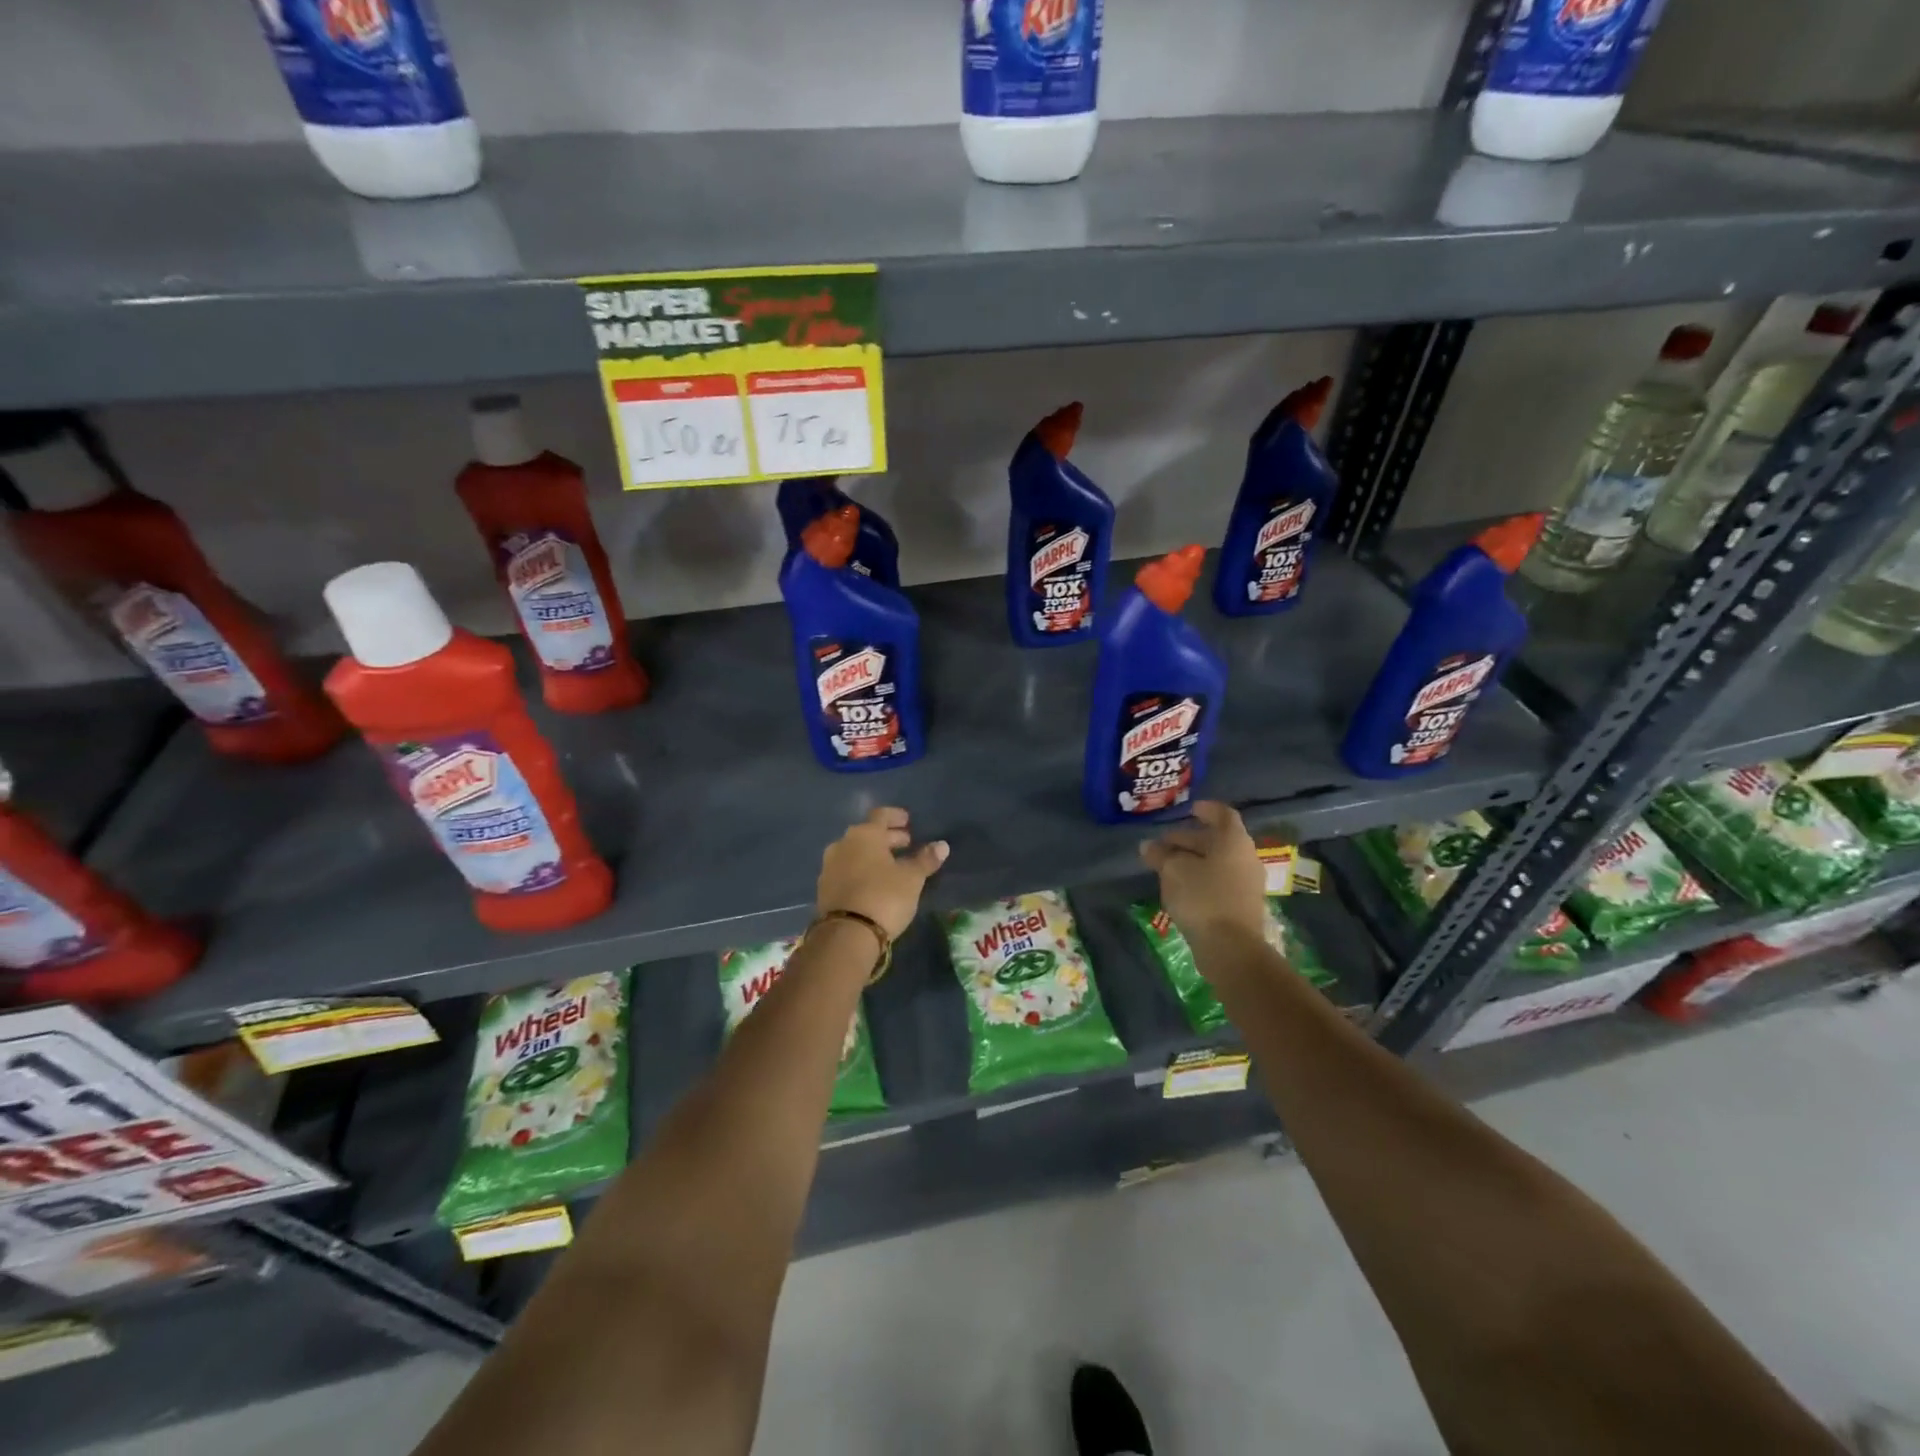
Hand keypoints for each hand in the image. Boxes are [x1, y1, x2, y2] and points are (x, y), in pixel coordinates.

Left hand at [816, 807, 948, 939]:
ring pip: (856, 852)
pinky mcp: (824, 888)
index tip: (908, 821)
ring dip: (874, 855)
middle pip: (868, 834)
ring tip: (893, 865)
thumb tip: (942, 845)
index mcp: (864, 835)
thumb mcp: (912, 878)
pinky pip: (847, 870)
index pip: (881, 815)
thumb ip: (925, 859)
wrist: (846, 934)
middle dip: (888, 838)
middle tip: (906, 844)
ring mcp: (830, 866)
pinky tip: (874, 882)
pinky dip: (862, 870)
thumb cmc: (884, 897)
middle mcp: (842, 844)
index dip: (896, 816)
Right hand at [1140, 801, 1269, 943]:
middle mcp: (1245, 857)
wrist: (1231, 948)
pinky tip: (1180, 887)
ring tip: (1166, 867)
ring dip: (1193, 861)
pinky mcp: (1241, 905)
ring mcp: (1246, 883)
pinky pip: (1219, 881)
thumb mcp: (1173, 870)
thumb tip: (1149, 846)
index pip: (1223, 815)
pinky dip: (1200, 878)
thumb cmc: (1202, 897)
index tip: (1190, 809)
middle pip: (1217, 840)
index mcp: (1233, 841)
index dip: (1207, 809)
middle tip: (1163, 844)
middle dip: (1189, 839)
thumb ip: (1161, 854)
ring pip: (1217, 862)